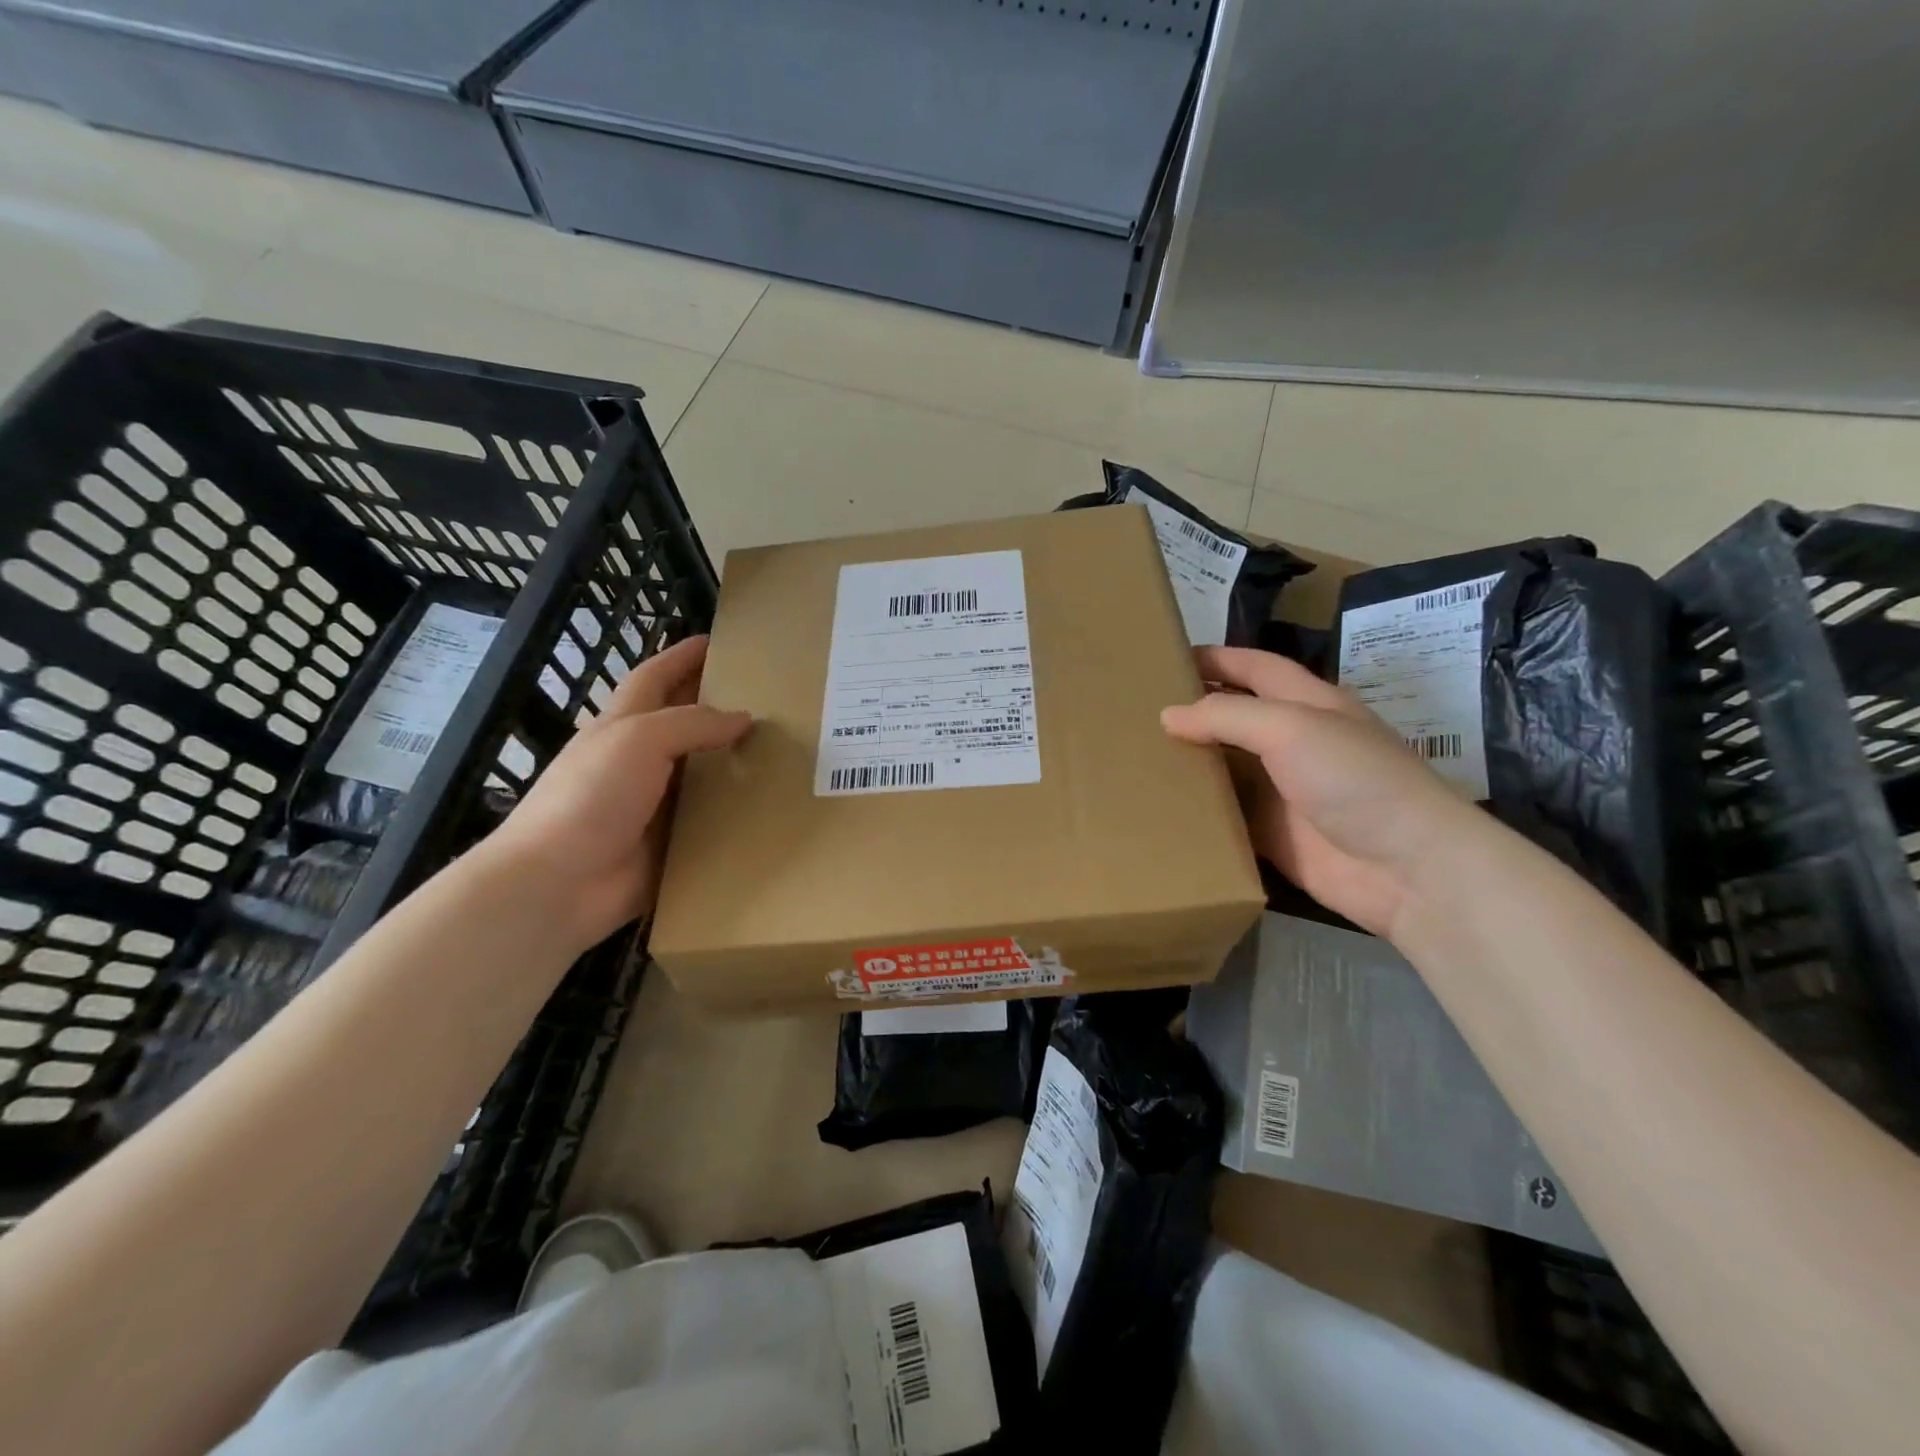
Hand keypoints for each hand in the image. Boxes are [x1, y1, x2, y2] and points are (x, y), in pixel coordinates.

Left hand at [483, 635, 750, 950]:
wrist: (559, 884)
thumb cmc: (590, 796)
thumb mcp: (638, 740)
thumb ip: (693, 723)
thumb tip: (744, 718)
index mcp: (624, 726)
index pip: (655, 677)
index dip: (682, 656)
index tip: (717, 641)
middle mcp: (641, 760)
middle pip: (685, 723)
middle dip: (719, 705)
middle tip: (771, 696)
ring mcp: (656, 804)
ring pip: (705, 773)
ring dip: (737, 761)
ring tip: (787, 749)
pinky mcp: (672, 843)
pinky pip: (713, 820)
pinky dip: (739, 812)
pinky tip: (775, 805)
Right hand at [1162, 647, 1480, 937]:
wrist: (1406, 869)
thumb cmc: (1355, 779)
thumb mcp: (1292, 728)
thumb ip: (1227, 716)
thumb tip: (1168, 715)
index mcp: (1307, 704)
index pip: (1253, 668)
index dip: (1215, 658)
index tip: (1164, 657)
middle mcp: (1292, 742)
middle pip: (1234, 717)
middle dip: (1191, 709)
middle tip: (1134, 709)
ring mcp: (1282, 791)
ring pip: (1224, 768)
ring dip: (1187, 762)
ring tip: (1133, 755)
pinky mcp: (1271, 835)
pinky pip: (1224, 816)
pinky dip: (1194, 810)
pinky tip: (1155, 804)